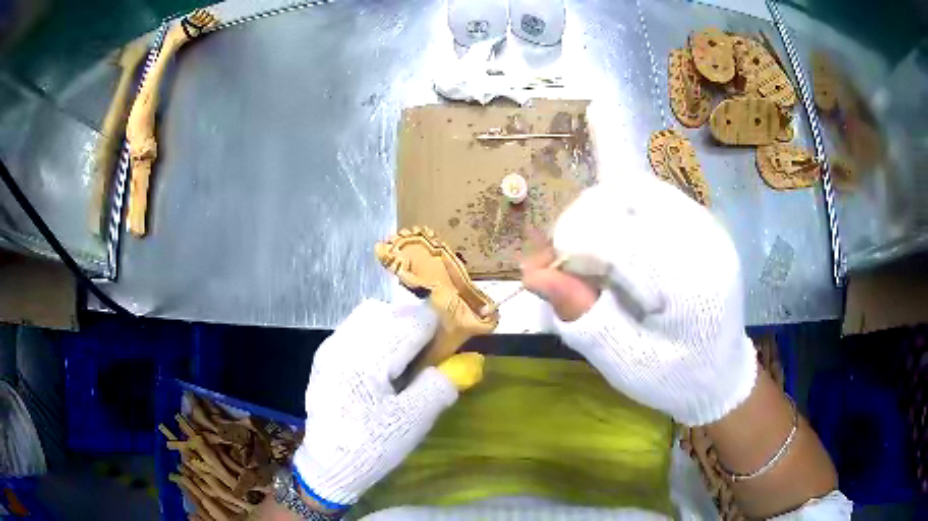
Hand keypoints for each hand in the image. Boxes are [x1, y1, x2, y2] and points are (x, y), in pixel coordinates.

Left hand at [292, 300, 457, 507]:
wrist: (328, 464)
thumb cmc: (372, 447)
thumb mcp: (413, 422)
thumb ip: (440, 386)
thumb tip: (464, 361)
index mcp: (367, 360)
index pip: (413, 320)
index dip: (437, 331)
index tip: (444, 354)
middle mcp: (345, 343)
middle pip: (391, 309)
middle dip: (414, 325)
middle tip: (425, 357)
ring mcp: (331, 347)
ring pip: (370, 313)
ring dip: (394, 325)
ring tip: (402, 358)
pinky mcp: (325, 355)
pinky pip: (356, 327)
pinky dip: (376, 334)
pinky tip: (380, 365)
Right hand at [522, 176, 756, 425]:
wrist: (720, 374)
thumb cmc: (673, 378)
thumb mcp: (626, 362)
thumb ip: (584, 317)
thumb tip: (532, 275)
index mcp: (690, 284)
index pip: (617, 236)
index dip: (570, 244)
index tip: (544, 270)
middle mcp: (704, 241)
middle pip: (626, 197)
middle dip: (581, 222)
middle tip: (559, 258)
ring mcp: (708, 226)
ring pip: (637, 188)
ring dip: (599, 212)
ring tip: (584, 250)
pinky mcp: (704, 223)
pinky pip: (652, 196)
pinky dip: (621, 211)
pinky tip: (613, 242)